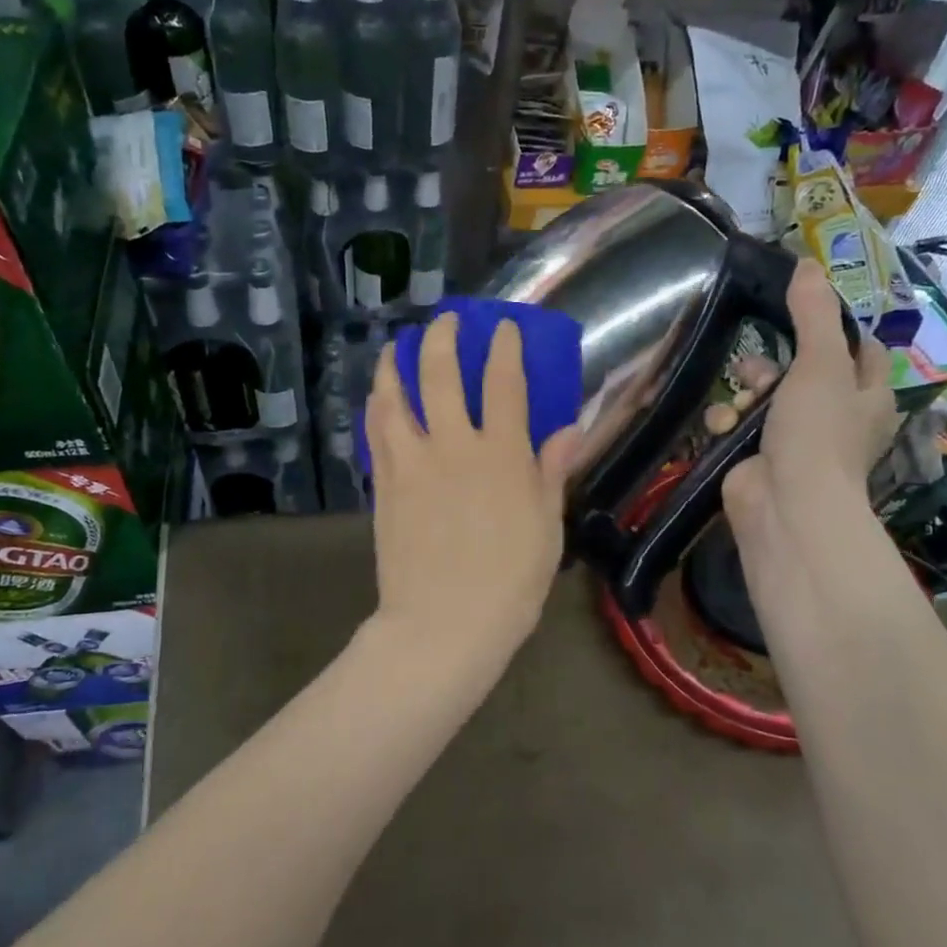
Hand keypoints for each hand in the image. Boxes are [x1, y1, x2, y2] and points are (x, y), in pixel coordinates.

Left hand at [365, 313, 578, 669]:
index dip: (504, 347)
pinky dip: (377, 407)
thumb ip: (552, 472)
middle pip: (440, 374)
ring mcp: (411, 463)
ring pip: (395, 396)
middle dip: (442, 337)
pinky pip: (376, 433)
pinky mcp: (384, 485)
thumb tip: (570, 429)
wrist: (444, 624)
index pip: (504, 382)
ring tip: (396, 349)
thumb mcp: (546, 527)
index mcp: (501, 455)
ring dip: (395, 364)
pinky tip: (379, 398)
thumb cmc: (510, 582)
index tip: (503, 327)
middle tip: (444, 321)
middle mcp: (453, 446)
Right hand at [722, 265, 896, 541]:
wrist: (785, 504)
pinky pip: (738, 425)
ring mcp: (793, 440)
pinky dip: (727, 421)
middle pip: (801, 371)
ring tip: (738, 398)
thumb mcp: (821, 363)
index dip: (835, 329)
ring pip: (763, 397)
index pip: (860, 350)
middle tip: (754, 363)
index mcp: (866, 395)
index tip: (801, 311)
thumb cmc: (817, 431)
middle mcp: (835, 417)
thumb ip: (813, 314)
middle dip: (772, 364)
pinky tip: (723, 424)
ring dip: (744, 392)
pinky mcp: (756, 457)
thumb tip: (807, 261)